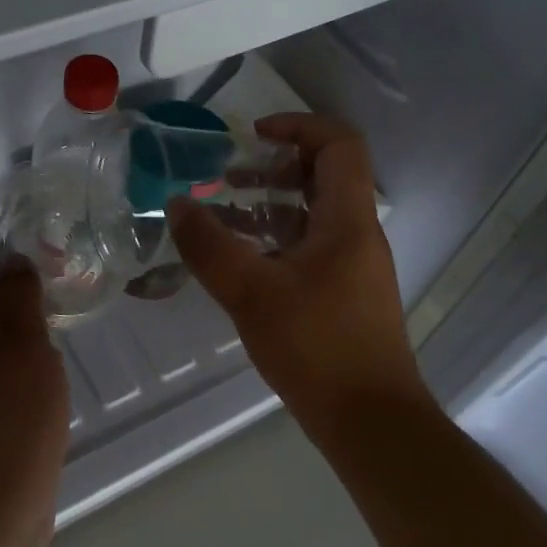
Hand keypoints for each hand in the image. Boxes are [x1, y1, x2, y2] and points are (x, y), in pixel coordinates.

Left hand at [0, 267, 70, 546]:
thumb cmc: (5, 407)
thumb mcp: (20, 334)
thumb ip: (17, 292)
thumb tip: (13, 263)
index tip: (23, 296)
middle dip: (3, 324)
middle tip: (41, 329)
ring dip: (9, 361)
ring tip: (46, 366)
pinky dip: (10, 396)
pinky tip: (39, 406)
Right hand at [167, 114, 429, 441]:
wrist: (370, 421)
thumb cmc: (317, 348)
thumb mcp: (253, 294)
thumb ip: (210, 247)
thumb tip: (176, 205)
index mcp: (347, 220)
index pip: (339, 144)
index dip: (298, 126)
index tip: (253, 135)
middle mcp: (357, 234)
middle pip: (325, 176)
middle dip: (274, 167)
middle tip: (228, 176)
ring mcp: (354, 266)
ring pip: (314, 214)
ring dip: (271, 204)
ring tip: (224, 213)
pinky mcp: (344, 294)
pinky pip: (310, 247)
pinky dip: (276, 239)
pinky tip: (241, 261)